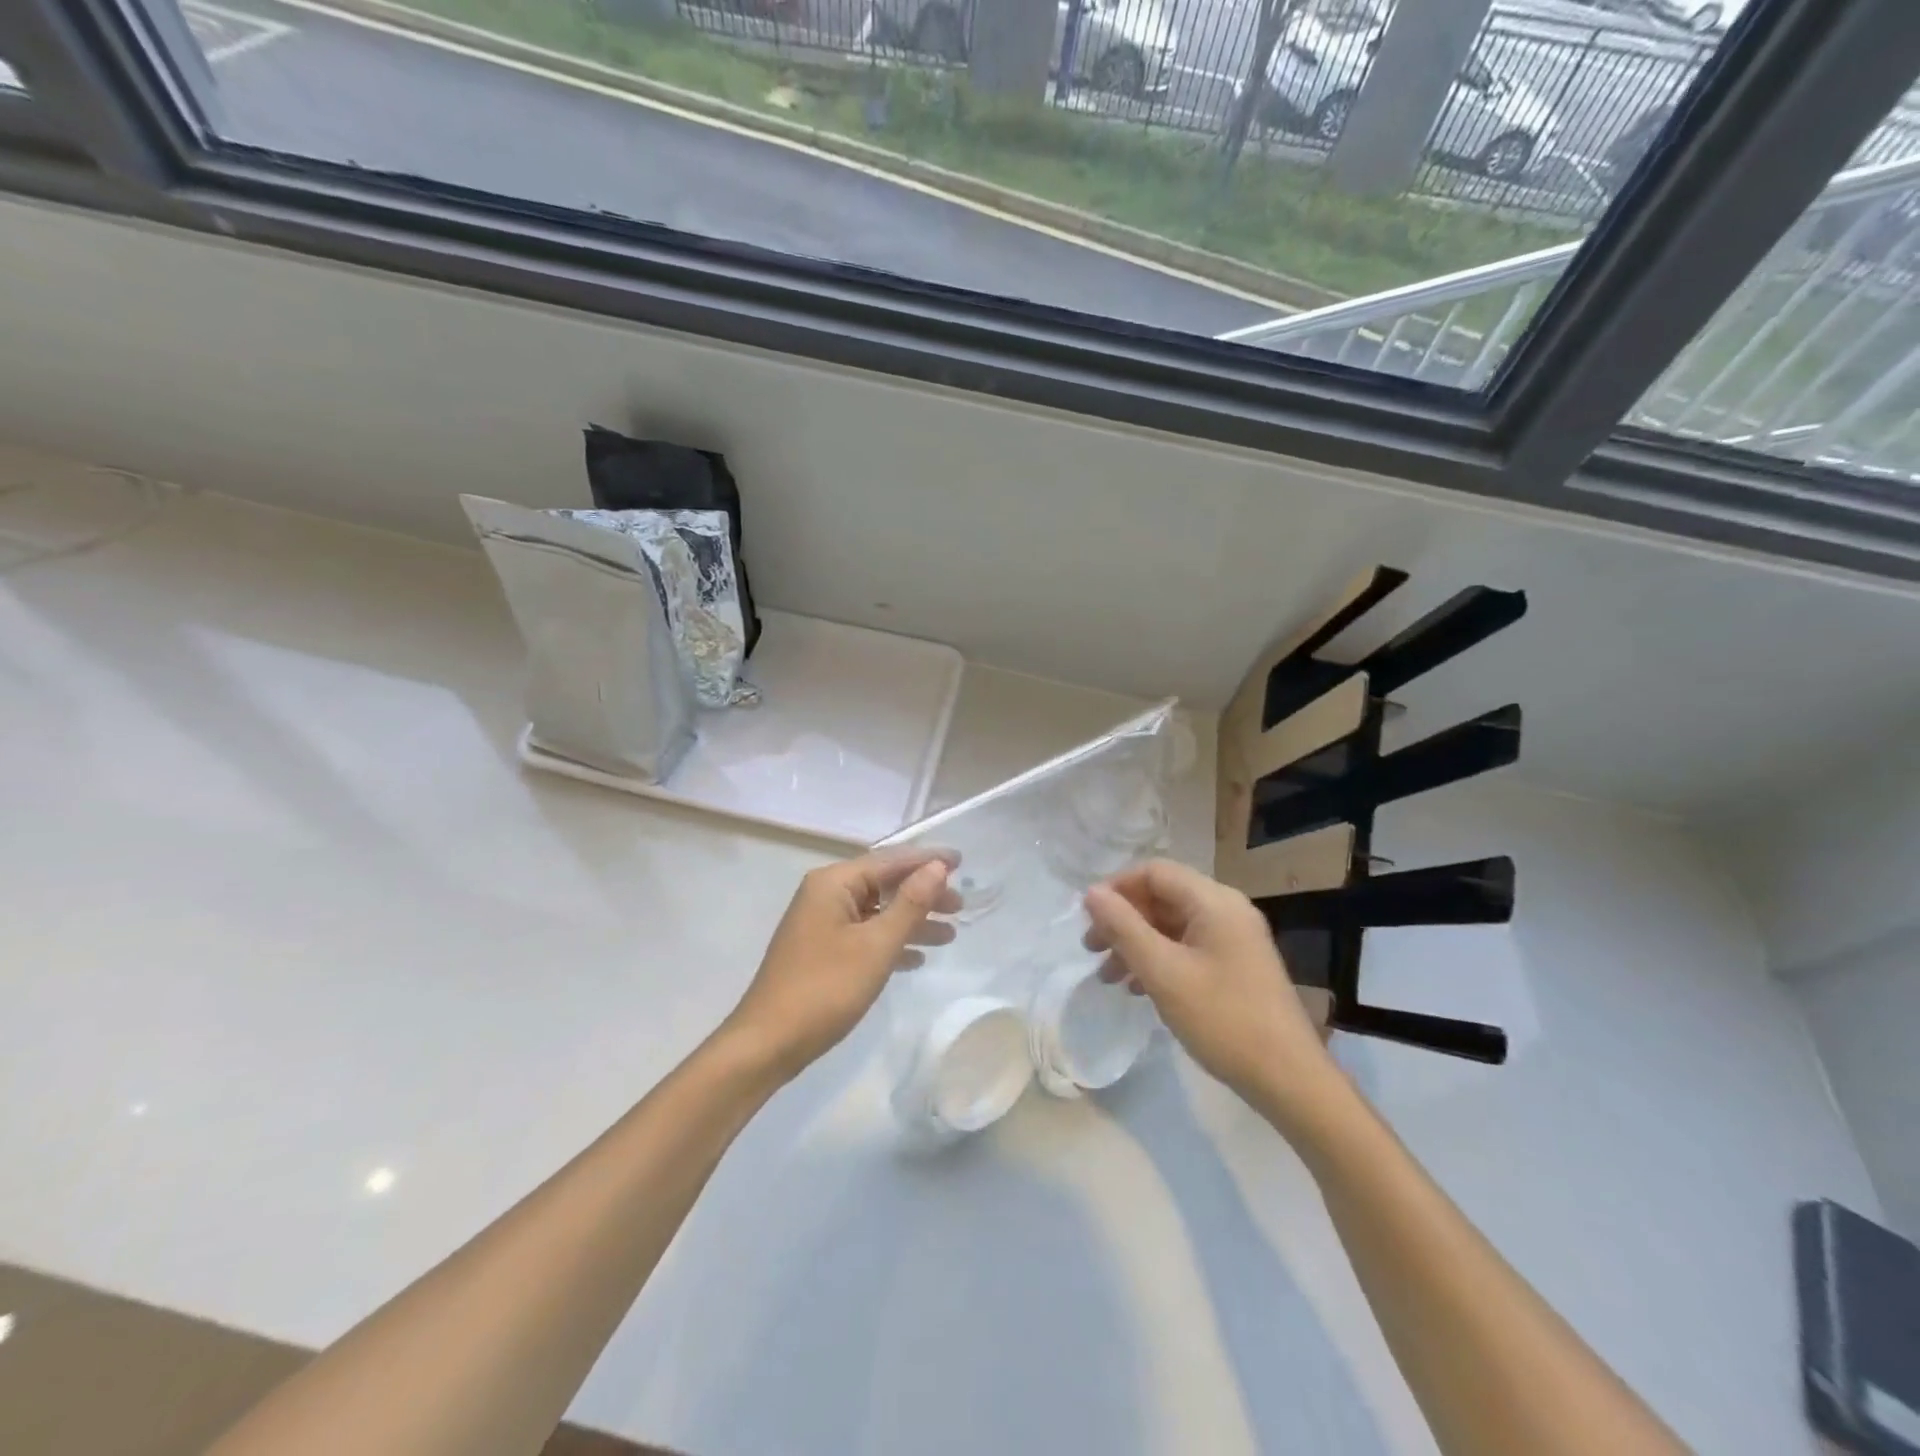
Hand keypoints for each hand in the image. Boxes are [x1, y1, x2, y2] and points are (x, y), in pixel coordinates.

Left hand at [723, 849, 957, 1081]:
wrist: (767, 1044)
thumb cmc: (825, 989)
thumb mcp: (876, 945)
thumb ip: (910, 904)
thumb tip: (937, 867)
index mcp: (834, 883)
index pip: (890, 860)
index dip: (927, 860)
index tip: (962, 861)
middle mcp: (825, 894)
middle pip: (884, 884)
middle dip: (923, 894)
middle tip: (960, 906)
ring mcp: (821, 923)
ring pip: (876, 912)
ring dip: (911, 921)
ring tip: (949, 934)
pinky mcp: (820, 950)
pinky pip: (864, 934)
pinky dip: (891, 941)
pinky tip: (916, 958)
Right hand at [1084, 860, 1342, 1132]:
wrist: (1289, 1079)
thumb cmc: (1222, 1019)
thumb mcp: (1163, 972)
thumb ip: (1123, 928)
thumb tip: (1092, 893)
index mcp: (1214, 901)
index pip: (1154, 872)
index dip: (1116, 888)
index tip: (1087, 918)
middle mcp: (1227, 909)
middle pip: (1162, 896)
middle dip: (1123, 920)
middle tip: (1091, 949)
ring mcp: (1236, 938)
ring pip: (1172, 924)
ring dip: (1137, 943)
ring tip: (1109, 976)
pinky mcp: (1238, 964)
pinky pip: (1188, 946)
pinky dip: (1159, 959)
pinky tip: (1140, 989)